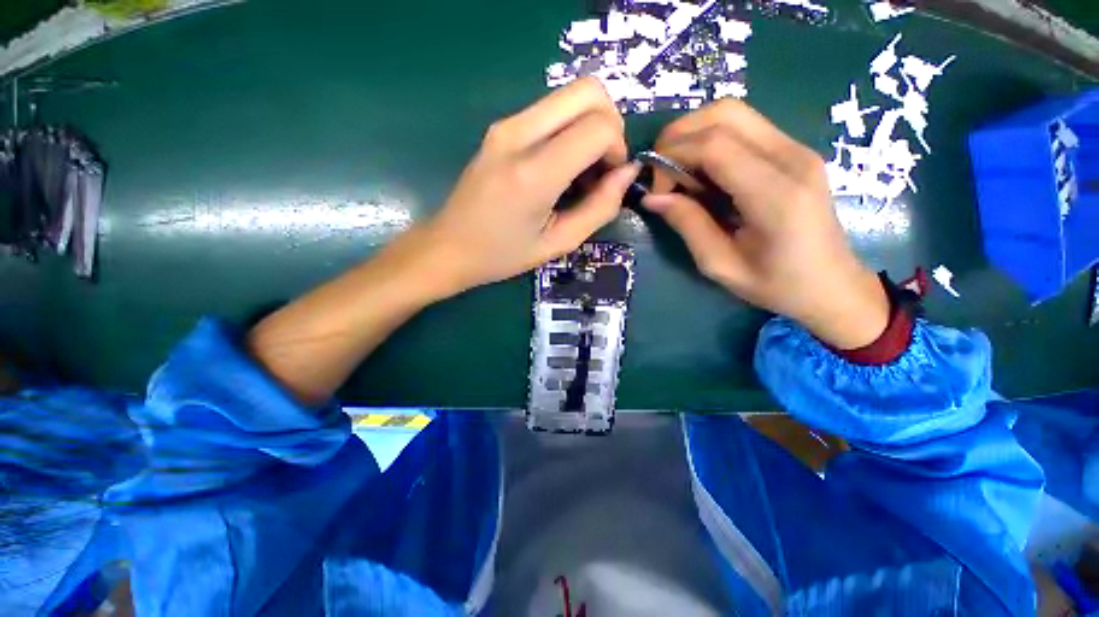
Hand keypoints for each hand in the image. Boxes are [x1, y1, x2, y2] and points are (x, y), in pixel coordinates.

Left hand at [419, 78, 639, 295]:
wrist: (449, 247)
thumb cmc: (503, 255)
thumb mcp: (559, 243)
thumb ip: (600, 208)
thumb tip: (627, 173)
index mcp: (533, 173)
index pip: (598, 126)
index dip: (617, 149)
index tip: (610, 180)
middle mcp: (518, 134)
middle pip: (589, 90)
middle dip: (610, 125)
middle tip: (602, 167)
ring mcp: (505, 125)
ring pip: (570, 94)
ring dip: (590, 126)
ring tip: (581, 171)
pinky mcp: (500, 127)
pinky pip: (550, 110)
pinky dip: (570, 129)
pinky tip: (561, 166)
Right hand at [642, 100, 888, 349]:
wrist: (832, 285)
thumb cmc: (776, 285)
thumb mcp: (720, 265)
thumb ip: (687, 225)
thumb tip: (652, 197)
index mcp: (776, 195)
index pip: (714, 146)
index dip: (673, 157)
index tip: (656, 189)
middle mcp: (792, 158)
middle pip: (725, 113)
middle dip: (679, 135)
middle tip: (661, 173)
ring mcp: (797, 149)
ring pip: (734, 113)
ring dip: (694, 134)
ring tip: (679, 173)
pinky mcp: (795, 151)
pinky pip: (745, 127)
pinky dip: (712, 140)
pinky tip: (703, 173)